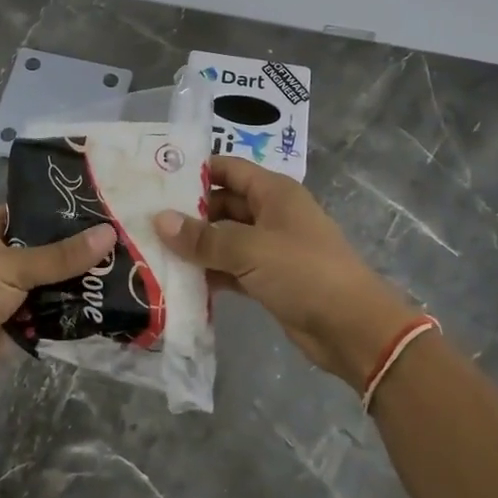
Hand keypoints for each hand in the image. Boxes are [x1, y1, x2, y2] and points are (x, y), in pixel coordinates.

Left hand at [0, 209, 116, 407]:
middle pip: (44, 250)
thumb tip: (110, 233)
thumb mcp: (13, 266)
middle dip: (77, 250)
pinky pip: (49, 314)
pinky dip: (69, 313)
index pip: (28, 212)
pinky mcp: (14, 326)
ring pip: (50, 284)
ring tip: (125, 271)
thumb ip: (61, 255)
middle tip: (123, 241)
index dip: (59, 209)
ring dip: (77, 283)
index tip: (100, 206)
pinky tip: (105, 306)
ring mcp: (6, 294)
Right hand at [154, 156, 418, 390]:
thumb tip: (160, 220)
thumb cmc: (304, 272)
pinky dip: (210, 272)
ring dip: (196, 246)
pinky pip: (232, 268)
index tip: (156, 179)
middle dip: (188, 213)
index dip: (195, 171)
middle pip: (223, 204)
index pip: (228, 169)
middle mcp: (271, 214)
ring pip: (225, 239)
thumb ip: (203, 238)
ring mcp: (271, 248)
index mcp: (274, 193)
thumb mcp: (250, 250)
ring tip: (151, 249)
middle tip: (144, 219)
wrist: (353, 328)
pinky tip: (178, 280)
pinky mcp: (269, 279)